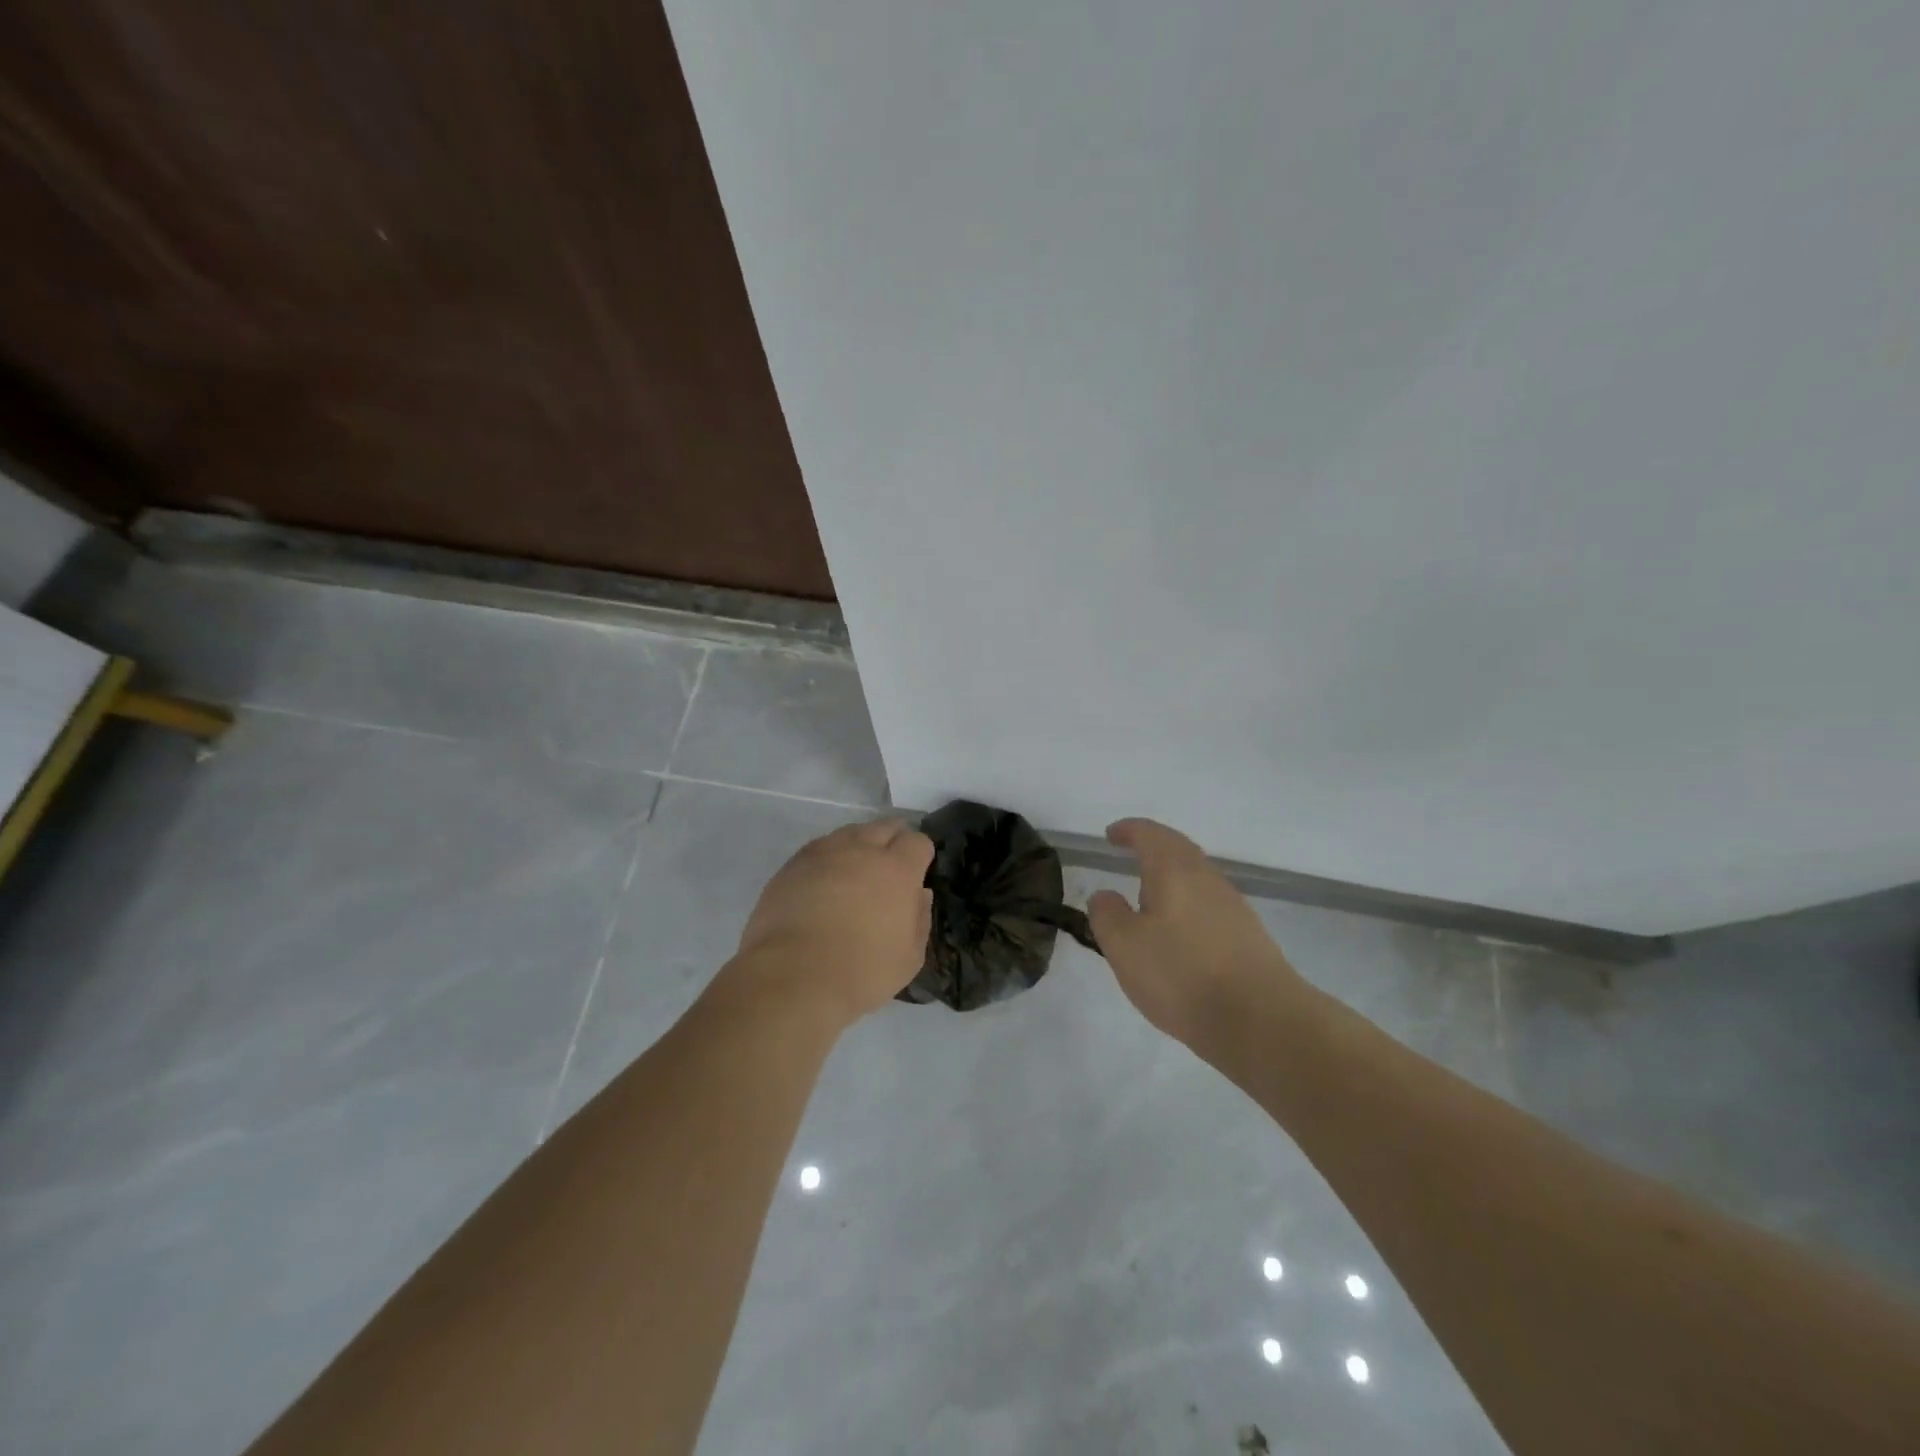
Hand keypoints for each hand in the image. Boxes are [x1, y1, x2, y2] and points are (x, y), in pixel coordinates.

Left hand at [729, 819, 935, 1025]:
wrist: (793, 977)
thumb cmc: (862, 972)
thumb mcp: (909, 958)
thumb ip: (920, 919)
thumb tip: (920, 893)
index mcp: (897, 870)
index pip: (917, 841)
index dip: (921, 854)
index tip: (917, 872)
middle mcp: (862, 850)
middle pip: (885, 827)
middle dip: (893, 840)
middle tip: (890, 866)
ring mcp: (824, 853)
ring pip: (850, 832)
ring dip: (860, 845)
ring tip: (856, 870)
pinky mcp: (793, 864)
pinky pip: (820, 848)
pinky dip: (829, 857)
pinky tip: (825, 880)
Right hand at [1087, 818, 1302, 1043]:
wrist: (1260, 1020)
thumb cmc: (1181, 974)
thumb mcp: (1124, 946)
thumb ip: (1107, 914)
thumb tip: (1105, 895)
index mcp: (1175, 870)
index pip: (1149, 834)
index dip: (1128, 830)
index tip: (1110, 836)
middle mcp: (1208, 878)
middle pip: (1179, 850)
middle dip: (1153, 849)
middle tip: (1130, 858)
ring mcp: (1234, 906)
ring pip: (1197, 879)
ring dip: (1172, 880)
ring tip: (1149, 902)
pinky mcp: (1249, 936)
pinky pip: (1210, 906)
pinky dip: (1188, 907)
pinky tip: (1179, 936)